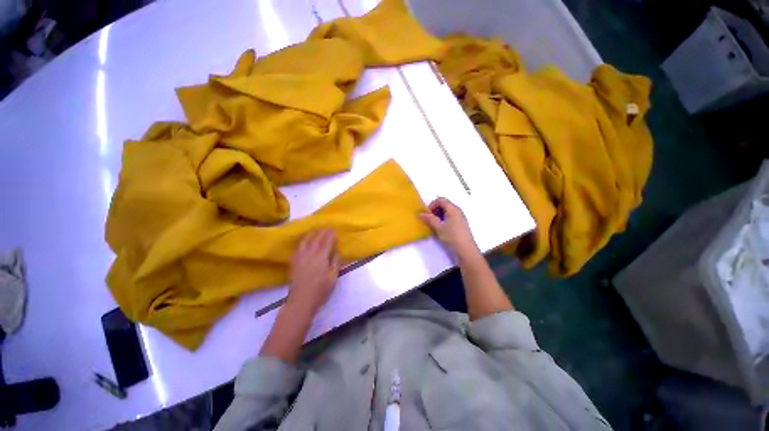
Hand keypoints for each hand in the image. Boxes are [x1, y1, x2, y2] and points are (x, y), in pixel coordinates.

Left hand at [288, 230, 339, 313]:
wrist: (301, 301)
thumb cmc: (320, 290)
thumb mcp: (333, 277)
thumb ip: (335, 262)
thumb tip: (337, 250)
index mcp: (321, 257)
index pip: (326, 241)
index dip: (331, 234)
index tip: (335, 230)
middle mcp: (309, 253)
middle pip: (316, 238)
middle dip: (323, 231)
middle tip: (328, 228)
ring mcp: (300, 256)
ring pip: (306, 240)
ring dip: (312, 233)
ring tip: (317, 231)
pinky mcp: (293, 261)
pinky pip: (298, 246)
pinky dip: (303, 240)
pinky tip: (306, 240)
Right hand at [419, 197, 478, 259]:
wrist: (466, 250)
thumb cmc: (452, 237)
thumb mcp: (439, 227)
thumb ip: (429, 219)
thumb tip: (420, 214)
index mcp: (453, 209)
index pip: (441, 200)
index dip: (432, 205)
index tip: (427, 214)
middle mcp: (457, 211)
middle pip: (444, 204)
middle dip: (435, 210)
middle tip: (429, 219)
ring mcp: (460, 218)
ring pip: (447, 211)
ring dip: (438, 215)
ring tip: (434, 225)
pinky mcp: (460, 224)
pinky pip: (450, 217)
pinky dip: (443, 220)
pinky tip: (441, 229)